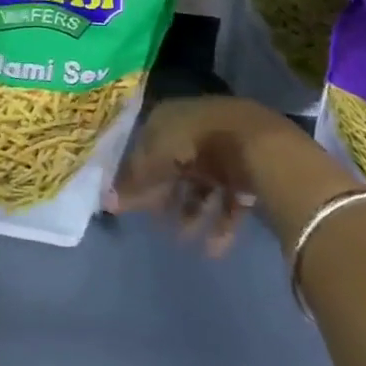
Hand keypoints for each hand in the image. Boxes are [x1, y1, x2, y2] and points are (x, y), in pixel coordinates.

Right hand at [106, 96, 295, 255]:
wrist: (259, 144)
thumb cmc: (198, 142)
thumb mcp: (158, 158)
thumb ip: (135, 182)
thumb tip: (106, 202)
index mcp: (170, 116)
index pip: (147, 144)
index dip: (137, 172)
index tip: (130, 200)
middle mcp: (195, 130)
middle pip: (174, 165)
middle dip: (164, 196)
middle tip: (155, 223)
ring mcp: (222, 150)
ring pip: (201, 185)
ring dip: (190, 212)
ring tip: (183, 240)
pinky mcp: (246, 172)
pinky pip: (228, 199)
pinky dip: (220, 223)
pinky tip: (213, 248)